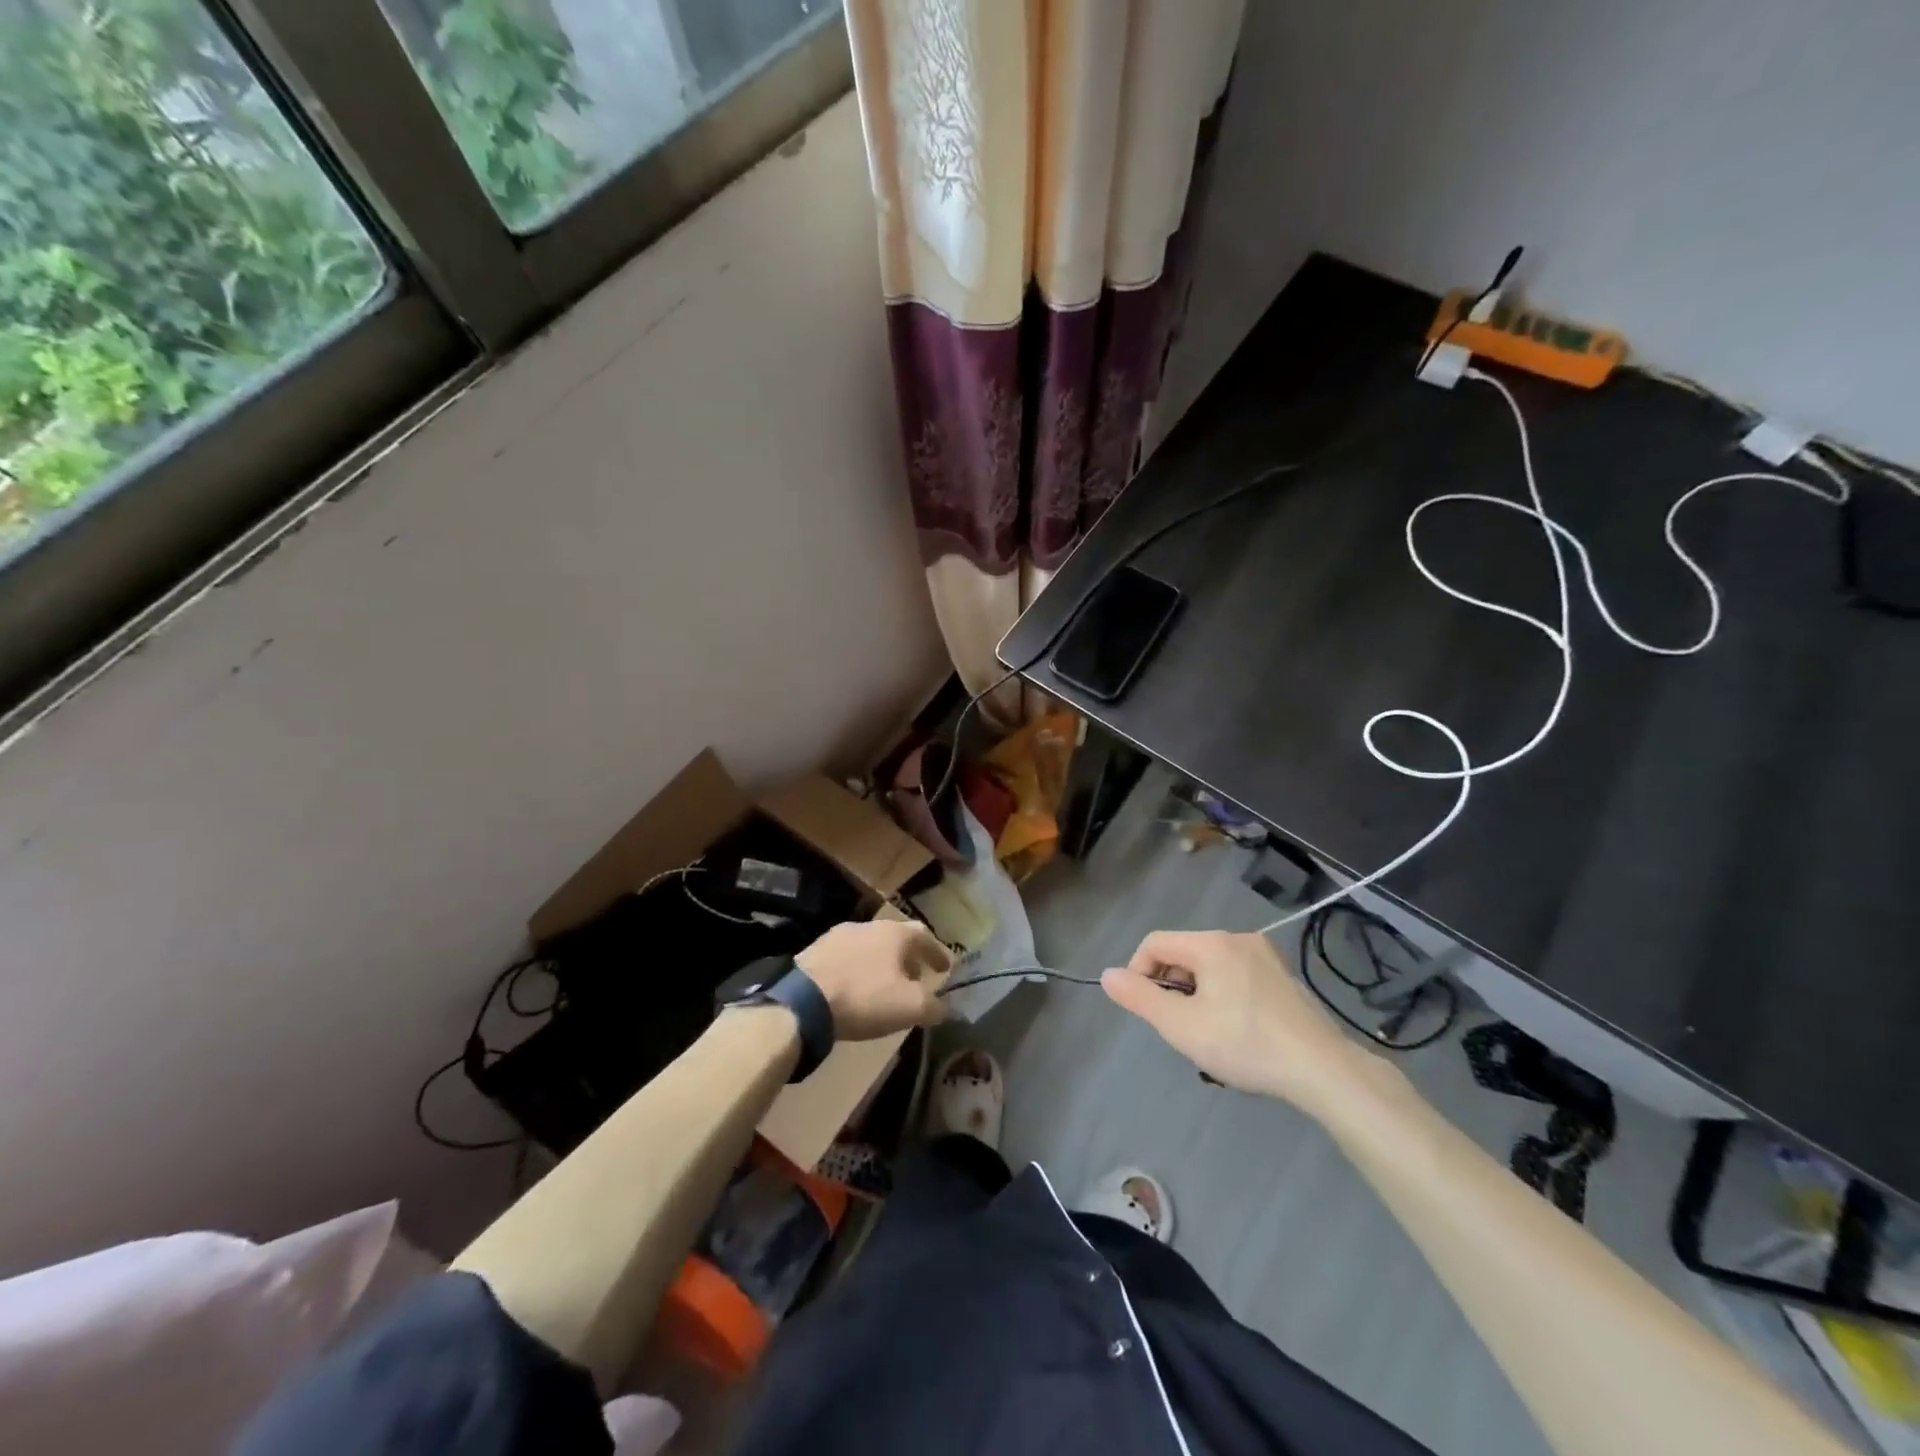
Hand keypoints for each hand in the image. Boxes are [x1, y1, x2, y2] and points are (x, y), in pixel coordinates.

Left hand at [796, 920, 951, 1041]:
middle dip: (910, 958)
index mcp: (894, 933)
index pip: (925, 936)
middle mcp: (868, 926)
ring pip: (870, 946)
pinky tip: (856, 988)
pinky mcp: (815, 951)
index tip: (945, 968)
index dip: (937, 953)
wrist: (803, 1002)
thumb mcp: (909, 1007)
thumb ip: (934, 1006)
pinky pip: (847, 957)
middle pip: (897, 938)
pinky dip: (859, 969)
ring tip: (886, 985)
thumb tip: (946, 1007)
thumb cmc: (865, 998)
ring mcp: (838, 935)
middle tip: (917, 978)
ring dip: (883, 963)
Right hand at [1101, 930, 1369, 1109]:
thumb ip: (1140, 998)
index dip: (1139, 972)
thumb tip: (1108, 975)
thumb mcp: (1182, 1026)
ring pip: (1211, 966)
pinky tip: (1238, 1031)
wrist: (1323, 1069)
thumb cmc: (1246, 1044)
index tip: (1147, 1010)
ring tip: (1208, 1034)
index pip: (1155, 943)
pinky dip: (1225, 995)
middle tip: (1180, 1027)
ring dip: (1198, 994)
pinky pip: (1237, 975)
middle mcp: (1238, 938)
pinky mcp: (1284, 975)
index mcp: (1211, 943)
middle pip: (1184, 953)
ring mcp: (1266, 955)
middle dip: (1172, 986)